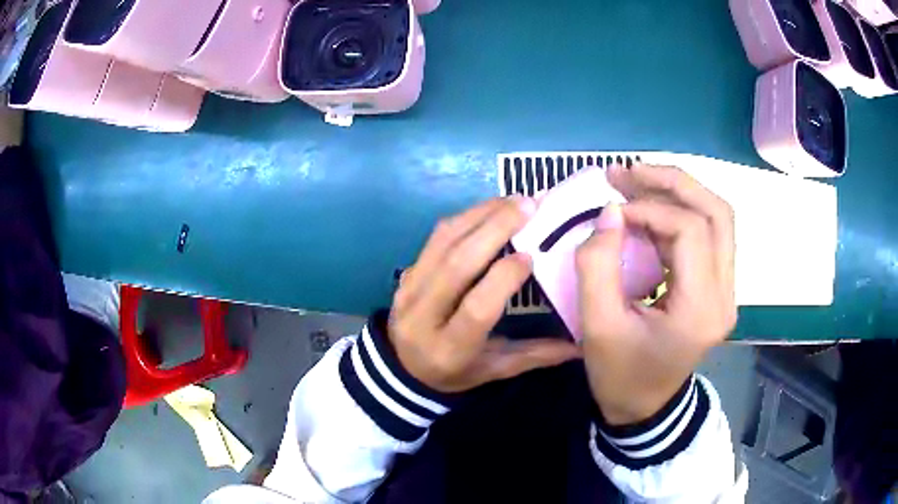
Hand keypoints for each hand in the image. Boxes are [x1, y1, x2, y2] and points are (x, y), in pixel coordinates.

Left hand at [389, 197, 580, 393]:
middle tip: (528, 206)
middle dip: (494, 230)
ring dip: (480, 215)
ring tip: (513, 200)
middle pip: (457, 266)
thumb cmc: (454, 372)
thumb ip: (535, 355)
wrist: (402, 367)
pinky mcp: (407, 272)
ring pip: (443, 243)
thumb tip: (581, 346)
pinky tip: (490, 208)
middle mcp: (423, 316)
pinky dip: (464, 218)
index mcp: (449, 350)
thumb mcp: (493, 370)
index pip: (475, 309)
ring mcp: (409, 290)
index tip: (529, 255)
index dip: (502, 279)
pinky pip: (435, 238)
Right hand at [576, 163, 736, 424]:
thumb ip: (597, 266)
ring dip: (679, 192)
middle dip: (673, 182)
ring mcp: (727, 290)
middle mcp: (725, 294)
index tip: (611, 211)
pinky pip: (708, 234)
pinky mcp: (719, 287)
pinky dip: (680, 212)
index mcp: (701, 310)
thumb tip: (610, 212)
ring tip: (637, 181)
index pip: (691, 232)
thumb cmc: (620, 376)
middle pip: (717, 213)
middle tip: (630, 171)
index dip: (650, 209)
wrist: (645, 408)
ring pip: (717, 218)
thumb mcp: (597, 328)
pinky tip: (651, 209)